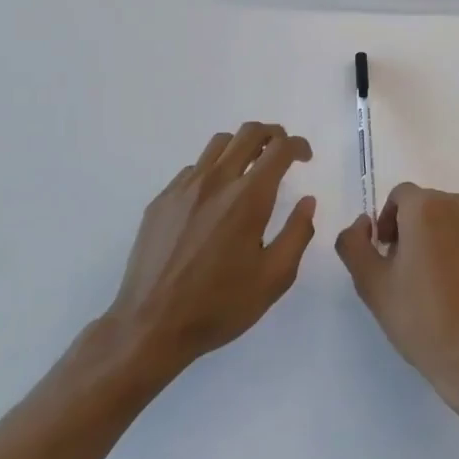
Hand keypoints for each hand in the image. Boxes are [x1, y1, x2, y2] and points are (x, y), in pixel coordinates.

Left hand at [105, 123, 316, 381]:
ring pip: (218, 144)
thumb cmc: (220, 305)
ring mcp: (183, 188)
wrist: (150, 326)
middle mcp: (216, 181)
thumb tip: (308, 201)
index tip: (305, 158)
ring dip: (242, 146)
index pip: (279, 148)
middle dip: (273, 135)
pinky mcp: (161, 200)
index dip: (298, 146)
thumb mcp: (275, 278)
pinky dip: (214, 170)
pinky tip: (215, 199)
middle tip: (283, 153)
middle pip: (248, 133)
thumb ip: (298, 233)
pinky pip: (193, 169)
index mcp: (248, 197)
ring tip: (250, 169)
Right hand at [335, 183, 458, 420]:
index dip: (390, 221)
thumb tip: (364, 222)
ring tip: (446, 281)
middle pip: (434, 206)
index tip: (390, 254)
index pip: (401, 197)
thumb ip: (353, 242)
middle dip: (420, 230)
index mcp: (426, 207)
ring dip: (450, 239)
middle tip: (414, 271)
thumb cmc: (420, 320)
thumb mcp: (371, 283)